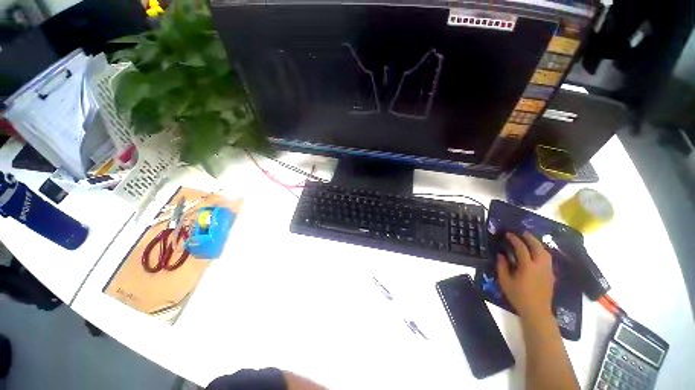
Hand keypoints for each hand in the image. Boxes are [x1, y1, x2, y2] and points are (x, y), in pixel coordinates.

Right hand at [497, 231, 554, 321]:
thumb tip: (501, 254)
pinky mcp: (551, 275)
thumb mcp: (505, 281)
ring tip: (530, 240)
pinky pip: (548, 259)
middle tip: (522, 232)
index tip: (508, 234)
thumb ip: (502, 266)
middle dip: (530, 238)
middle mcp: (540, 265)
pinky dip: (542, 251)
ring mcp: (548, 270)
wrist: (537, 311)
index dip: (514, 239)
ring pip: (546, 252)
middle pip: (538, 247)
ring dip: (538, 244)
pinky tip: (537, 253)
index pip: (522, 248)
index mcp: (528, 266)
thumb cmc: (518, 296)